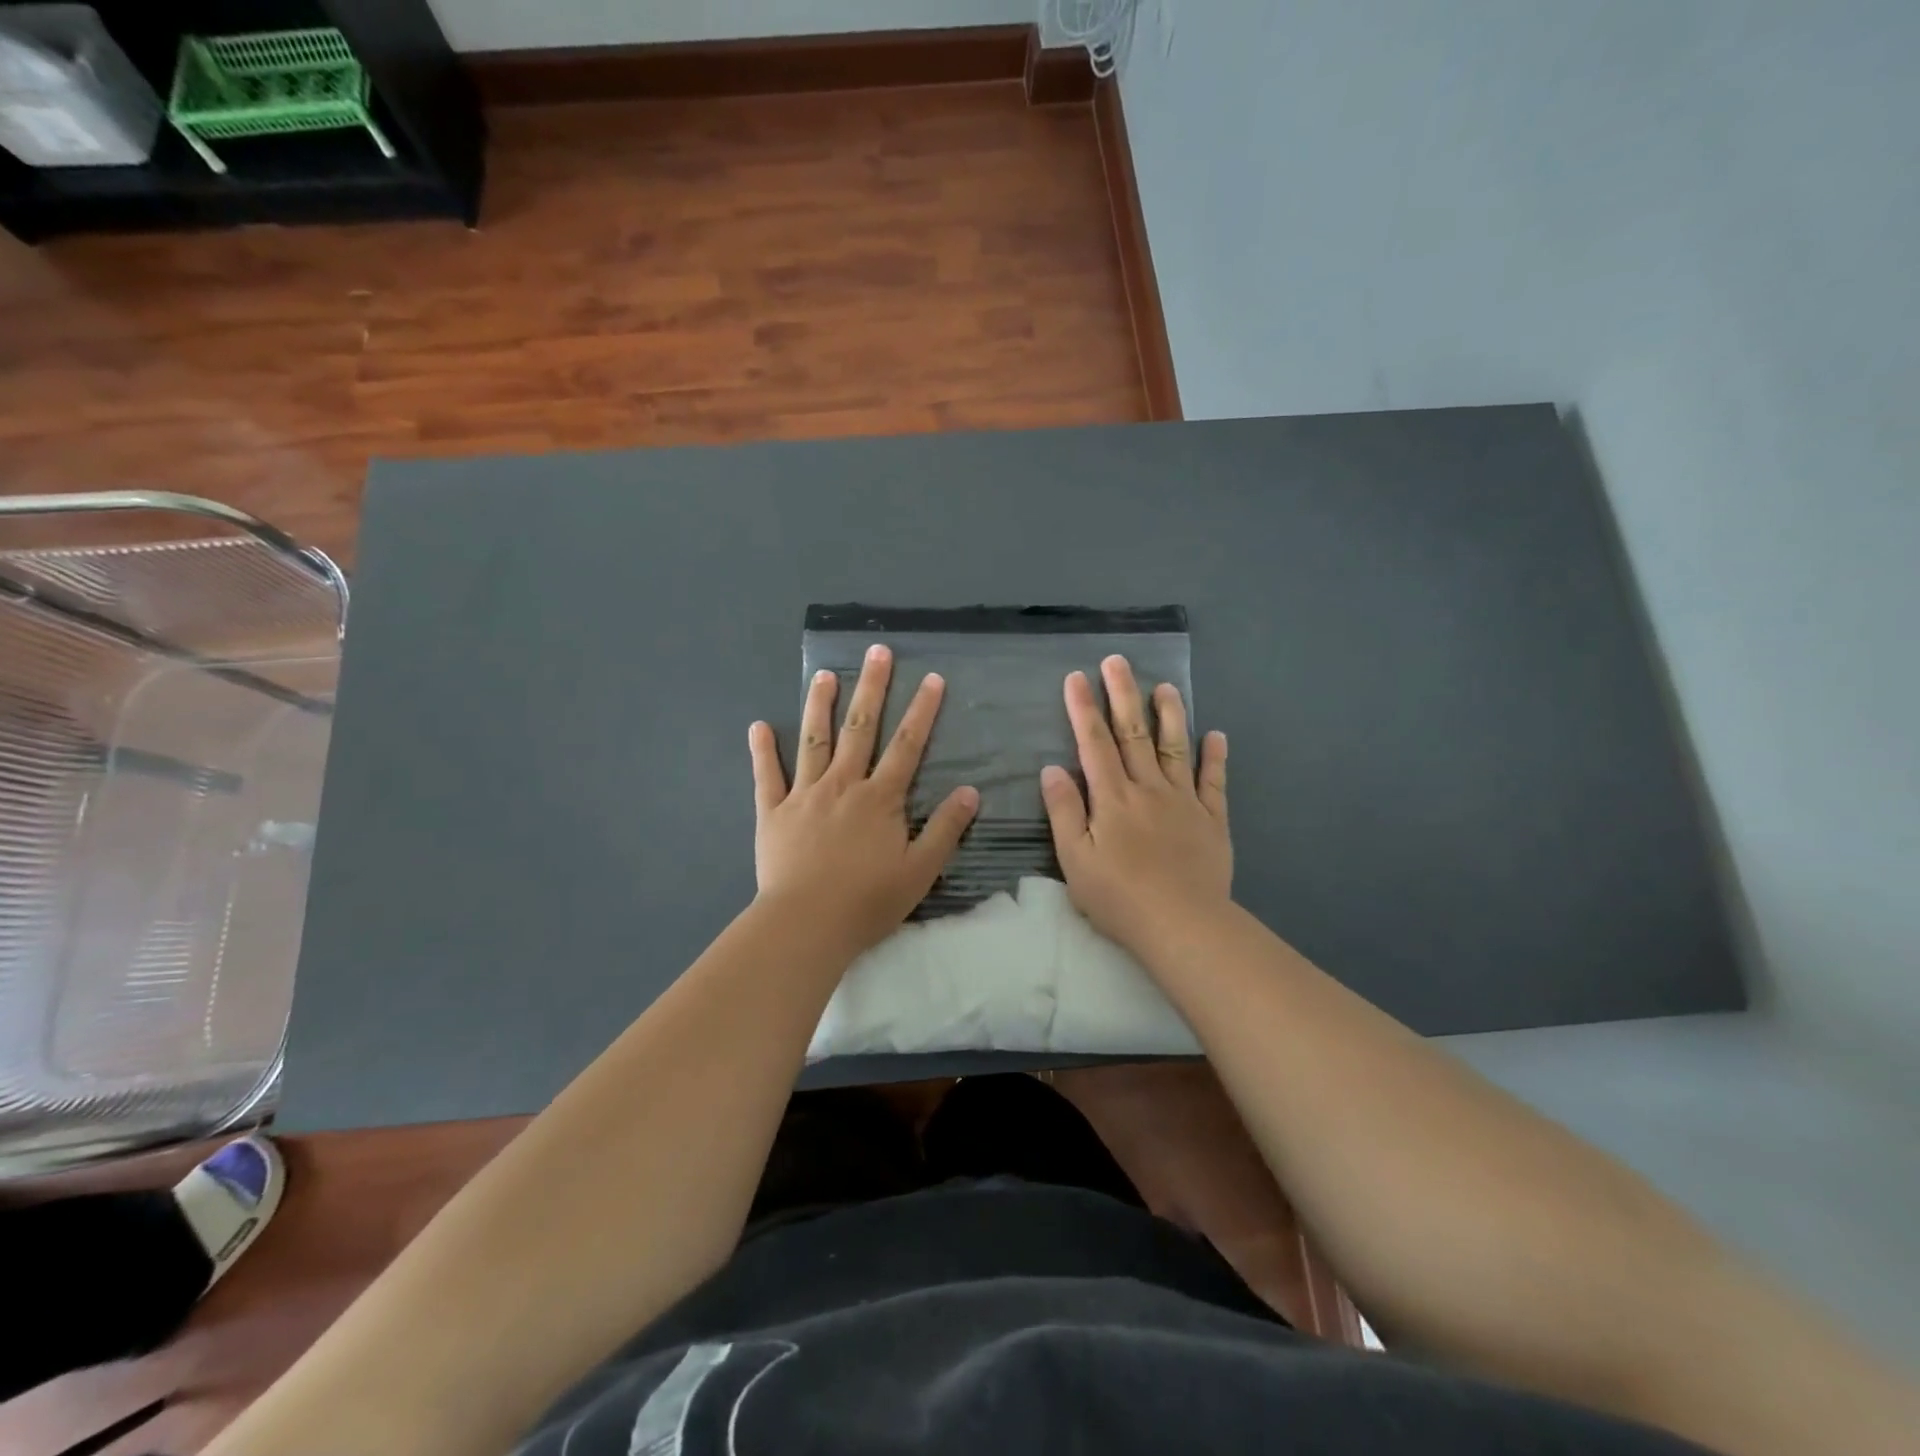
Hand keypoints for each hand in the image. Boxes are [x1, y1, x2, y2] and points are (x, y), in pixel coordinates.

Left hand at [750, 643, 978, 954]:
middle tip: (876, 651)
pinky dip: (762, 751)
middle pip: (859, 728)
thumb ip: (945, 829)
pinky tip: (758, 726)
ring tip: (824, 674)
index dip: (922, 711)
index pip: (907, 745)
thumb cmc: (867, 901)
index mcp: (880, 798)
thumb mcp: (920, 870)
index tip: (931, 678)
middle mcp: (843, 785)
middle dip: (870, 688)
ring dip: (819, 706)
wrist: (806, 924)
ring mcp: (804, 795)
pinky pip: (767, 776)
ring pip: (813, 741)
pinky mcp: (773, 812)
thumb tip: (970, 791)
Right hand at [1040, 655, 1231, 951]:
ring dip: (1170, 714)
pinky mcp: (1212, 820)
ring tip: (1165, 686)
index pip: (1094, 743)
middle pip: (1134, 733)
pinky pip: (1213, 782)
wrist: (1183, 925)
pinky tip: (1216, 735)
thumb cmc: (1119, 897)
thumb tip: (1051, 768)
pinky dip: (1215, 757)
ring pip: (1175, 748)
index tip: (1076, 677)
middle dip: (1123, 694)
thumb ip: (1064, 811)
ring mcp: (1184, 801)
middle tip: (1117, 661)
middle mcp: (1148, 788)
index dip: (1083, 708)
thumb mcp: (1075, 859)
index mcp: (1112, 797)